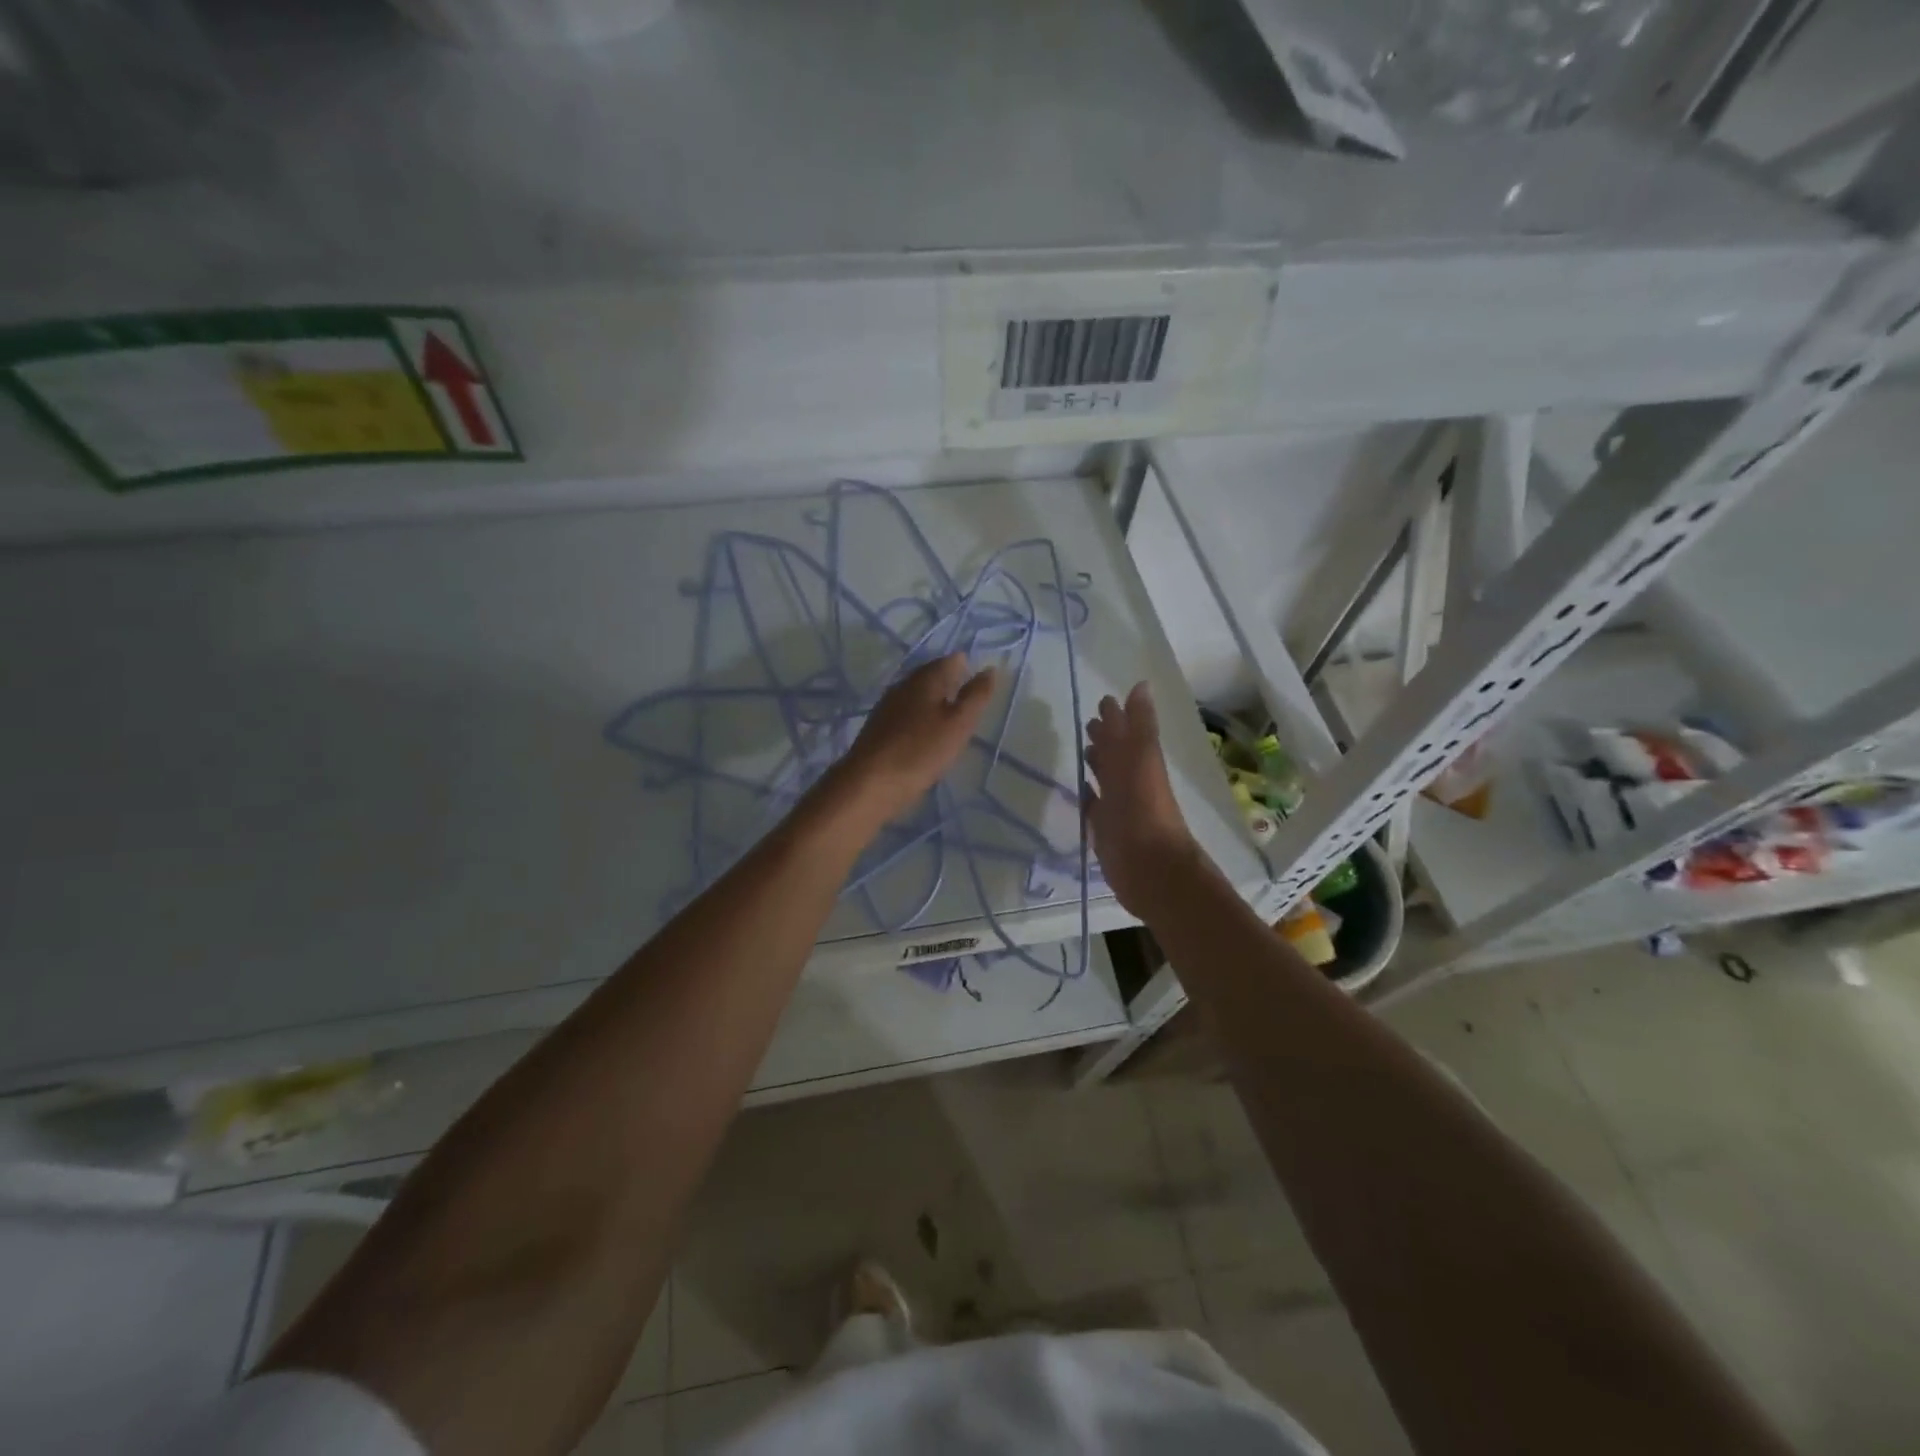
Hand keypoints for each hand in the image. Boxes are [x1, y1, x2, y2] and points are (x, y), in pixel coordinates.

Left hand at [827, 653, 996, 828]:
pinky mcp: (879, 727)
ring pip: (918, 695)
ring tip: (952, 721)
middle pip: (932, 675)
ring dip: (935, 703)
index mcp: (925, 678)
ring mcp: (887, 705)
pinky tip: (926, 736)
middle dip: (951, 684)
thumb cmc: (921, 750)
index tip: (980, 686)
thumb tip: (989, 669)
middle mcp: (903, 685)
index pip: (951, 660)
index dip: (968, 668)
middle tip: (970, 703)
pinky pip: (906, 714)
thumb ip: (976, 696)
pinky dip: (920, 719)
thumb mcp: (959, 724)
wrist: (870, 783)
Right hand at [1083, 682, 1201, 916]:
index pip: (1124, 733)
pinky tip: (1079, 792)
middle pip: (1115, 754)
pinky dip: (1088, 797)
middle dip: (1104, 737)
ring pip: (1105, 779)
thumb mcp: (1143, 760)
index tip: (1103, 700)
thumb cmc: (1145, 810)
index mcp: (1139, 762)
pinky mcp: (1105, 830)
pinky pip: (1094, 807)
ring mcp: (1117, 806)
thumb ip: (1140, 726)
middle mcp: (1129, 781)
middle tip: (1088, 723)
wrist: (1150, 868)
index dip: (1116, 717)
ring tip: (1083, 751)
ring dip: (1097, 764)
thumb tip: (1140, 686)